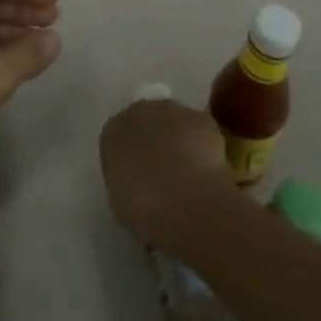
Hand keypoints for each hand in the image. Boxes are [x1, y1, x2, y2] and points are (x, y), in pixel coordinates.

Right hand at [99, 98, 236, 256]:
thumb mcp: (121, 204)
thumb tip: (134, 183)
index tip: (137, 181)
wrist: (191, 203)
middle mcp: (138, 112)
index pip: (116, 141)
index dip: (128, 160)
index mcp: (112, 133)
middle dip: (153, 144)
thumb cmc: (146, 209)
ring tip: (189, 174)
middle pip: (144, 124)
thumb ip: (124, 183)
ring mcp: (172, 112)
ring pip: (173, 124)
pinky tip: (207, 171)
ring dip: (178, 142)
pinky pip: (199, 132)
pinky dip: (203, 147)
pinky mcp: (201, 118)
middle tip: (163, 174)